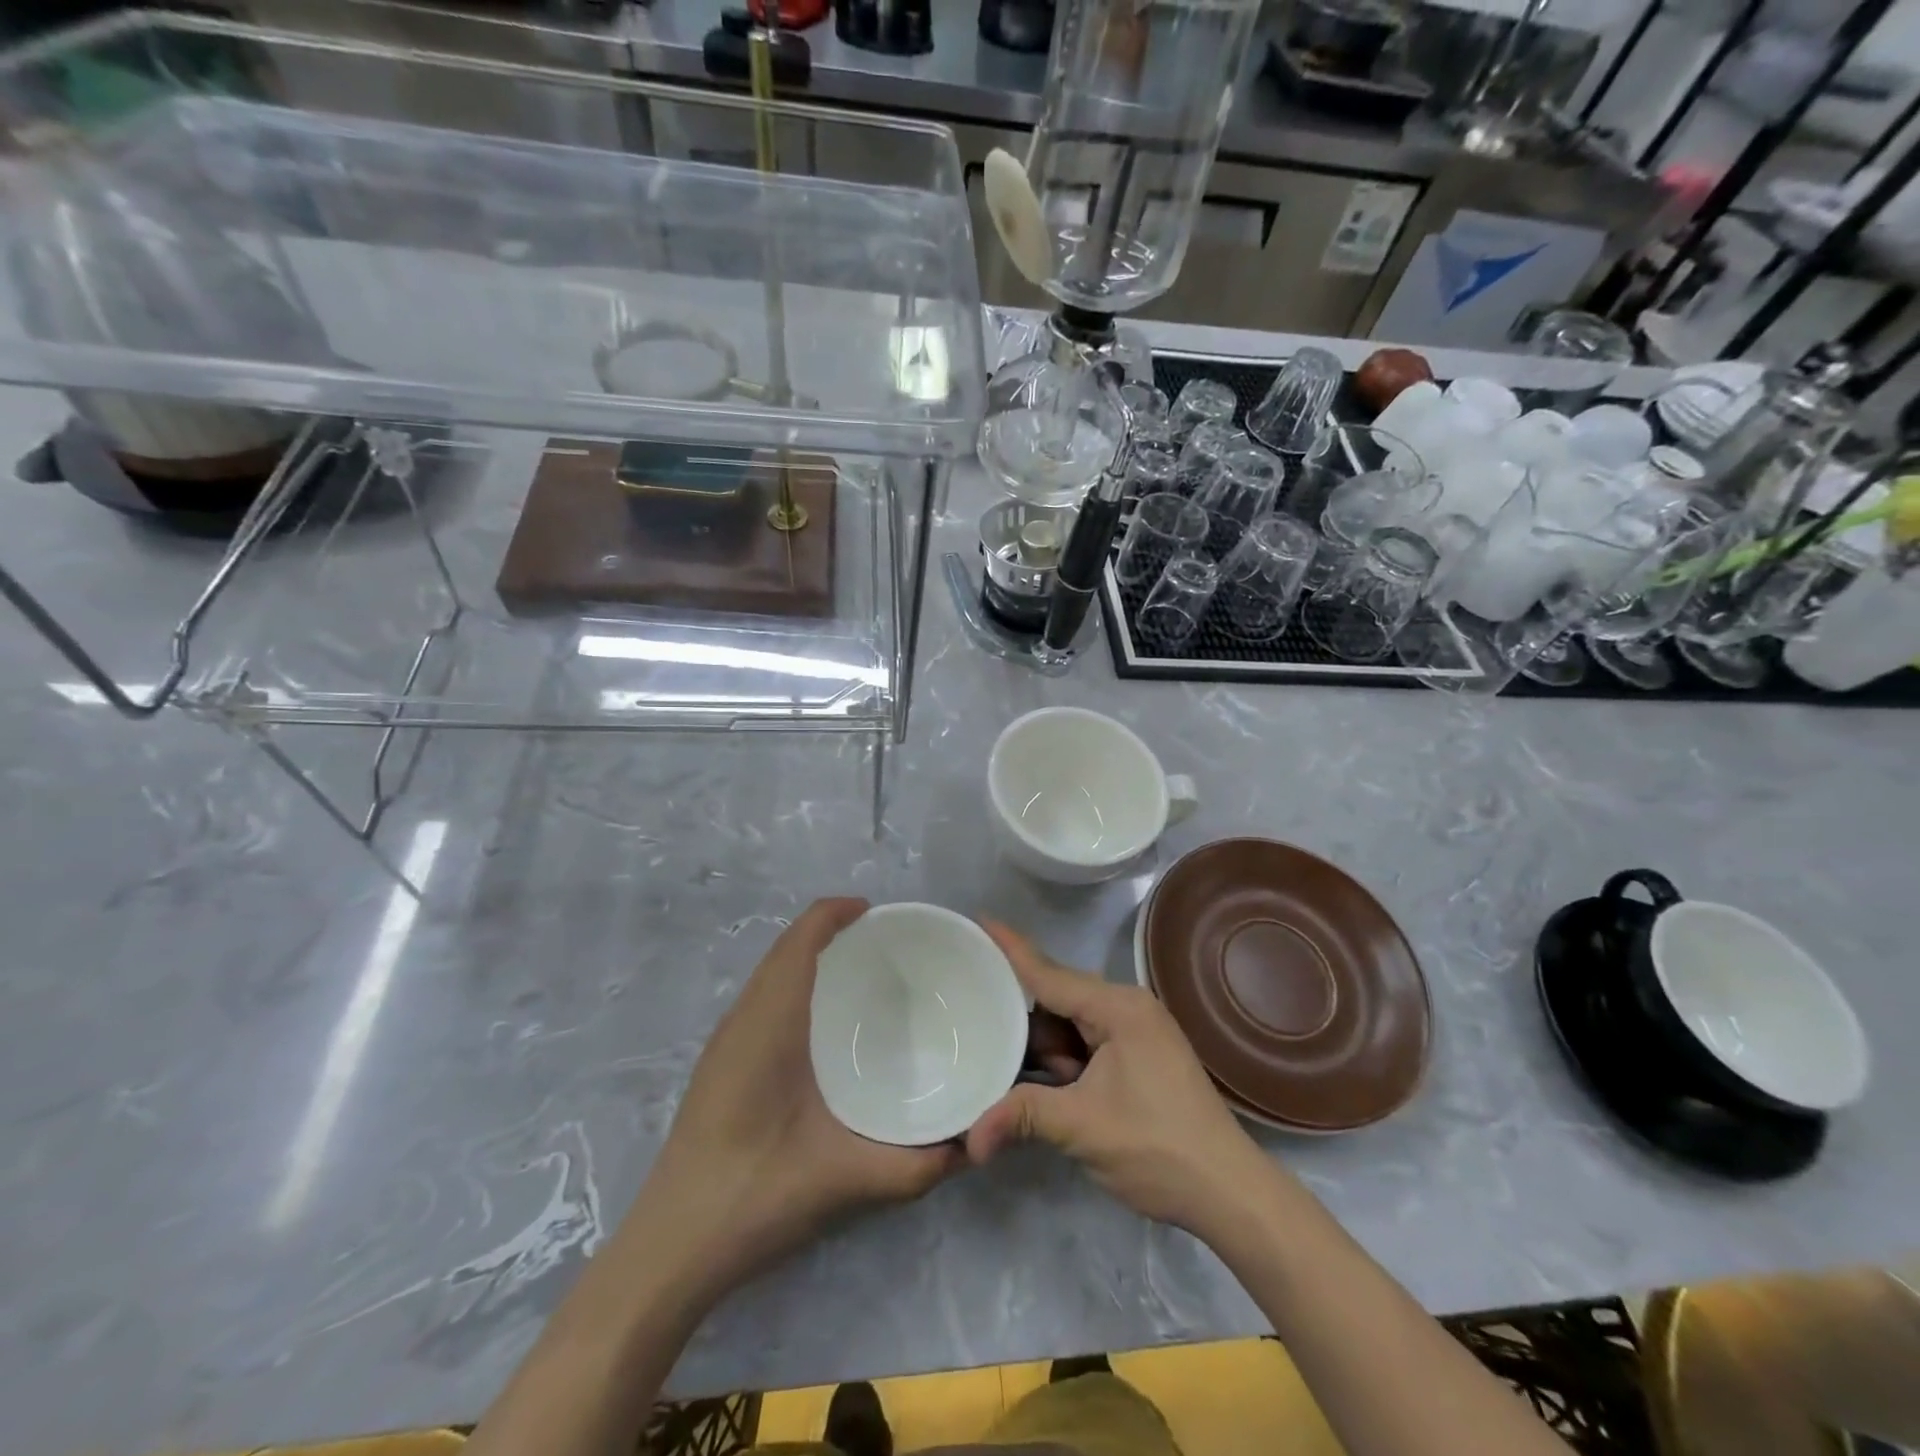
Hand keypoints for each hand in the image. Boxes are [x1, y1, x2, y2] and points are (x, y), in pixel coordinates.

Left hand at [636, 899, 961, 1302]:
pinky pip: (758, 998)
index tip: (879, 913)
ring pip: (767, 973)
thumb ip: (915, 1166)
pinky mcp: (717, 1065)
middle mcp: (742, 1018)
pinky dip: (790, 983)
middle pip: (785, 948)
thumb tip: (971, 1147)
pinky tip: (818, 1024)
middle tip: (882, 944)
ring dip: (807, 955)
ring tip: (857, 973)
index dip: (837, 912)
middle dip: (829, 930)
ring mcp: (723, 1042)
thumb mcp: (845, 1179)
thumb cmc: (754, 1195)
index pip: (801, 938)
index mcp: (770, 1023)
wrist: (668, 1250)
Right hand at [965, 922, 1263, 1234]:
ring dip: (1037, 1042)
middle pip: (1057, 996)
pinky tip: (1028, 1073)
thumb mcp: (1083, 1127)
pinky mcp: (1137, 1058)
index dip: (1011, 949)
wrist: (1228, 1192)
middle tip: (968, 996)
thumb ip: (1022, 1116)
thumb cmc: (1158, 1147)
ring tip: (987, 1039)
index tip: (979, 919)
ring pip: (1069, 1024)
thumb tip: (969, 1139)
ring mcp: (1135, 1034)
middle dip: (1016, 1006)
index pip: (1050, 972)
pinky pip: (1085, 1044)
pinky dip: (1059, 1059)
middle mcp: (1126, 1009)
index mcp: (1118, 1008)